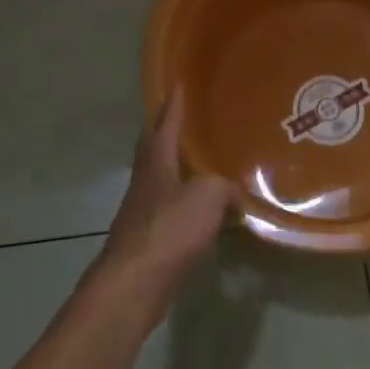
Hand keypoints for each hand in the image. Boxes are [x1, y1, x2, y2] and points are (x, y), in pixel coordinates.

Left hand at [96, 90, 233, 317]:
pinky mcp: (147, 242)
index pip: (164, 125)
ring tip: (200, 167)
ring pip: (161, 183)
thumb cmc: (169, 229)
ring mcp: (142, 213)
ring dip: (177, 172)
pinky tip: (203, 215)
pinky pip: (170, 214)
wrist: (135, 283)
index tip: (177, 85)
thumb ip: (224, 188)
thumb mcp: (207, 196)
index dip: (172, 106)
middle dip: (165, 135)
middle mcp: (144, 183)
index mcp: (155, 163)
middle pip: (153, 151)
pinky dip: (186, 207)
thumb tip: (234, 195)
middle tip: (183, 122)